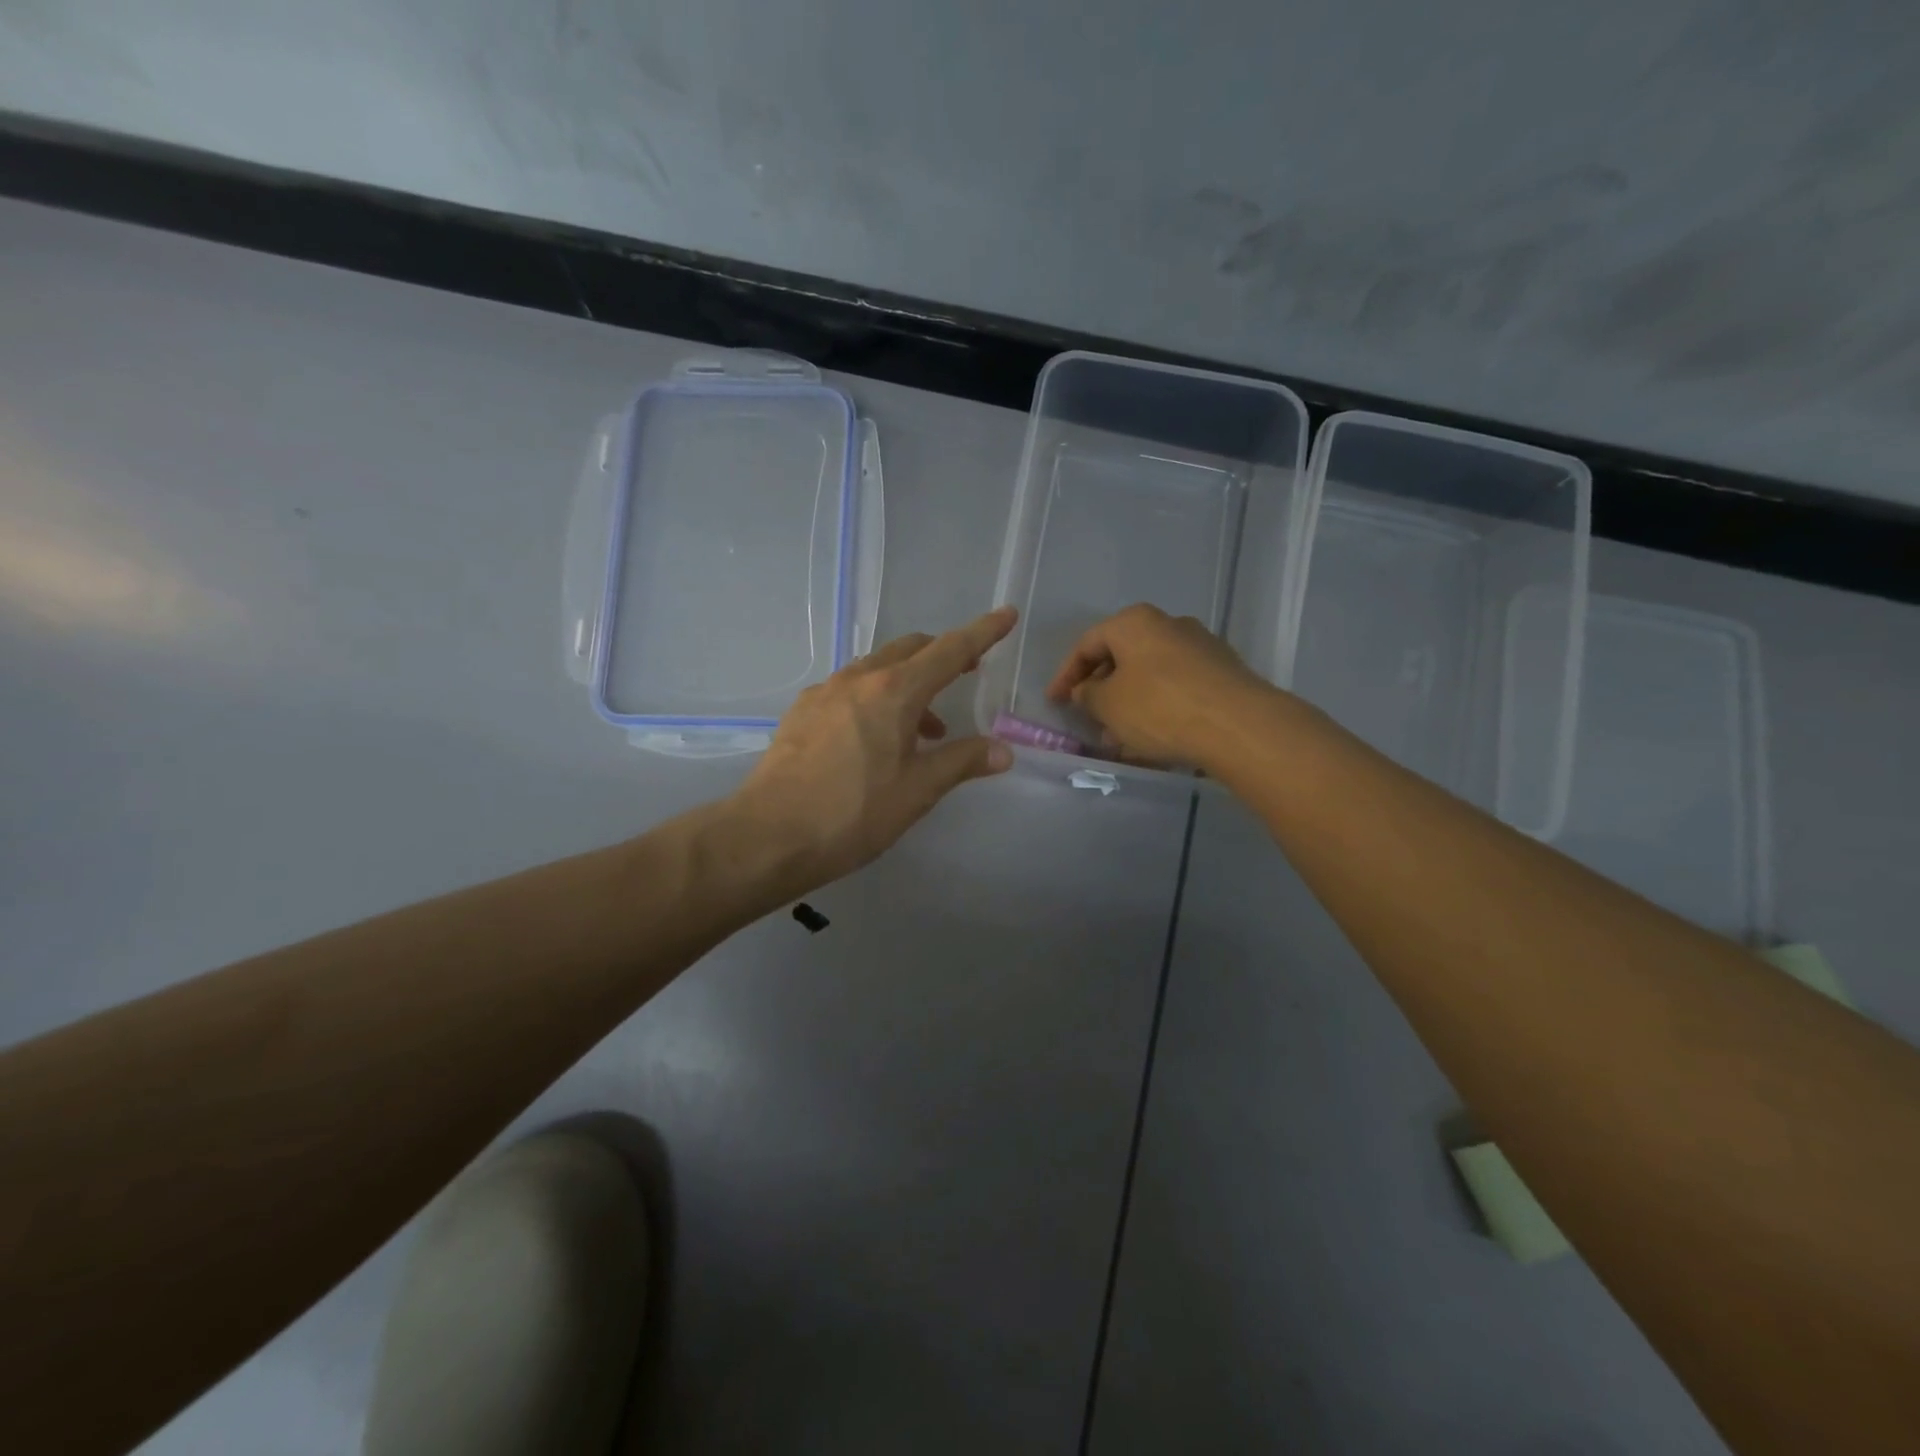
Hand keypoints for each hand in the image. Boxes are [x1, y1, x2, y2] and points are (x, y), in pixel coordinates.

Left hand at [729, 607, 1018, 898]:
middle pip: (910, 649)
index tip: (1005, 614)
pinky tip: (874, 738)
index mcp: (894, 691)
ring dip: (908, 683)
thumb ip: (962, 762)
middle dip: (942, 655)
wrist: (769, 836)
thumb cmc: (854, 813)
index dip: (983, 633)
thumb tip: (1003, 751)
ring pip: (877, 669)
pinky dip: (875, 698)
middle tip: (965, 675)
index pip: (950, 651)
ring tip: (925, 728)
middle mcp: (858, 679)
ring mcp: (824, 692)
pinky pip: (849, 689)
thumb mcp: (918, 790)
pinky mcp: (801, 711)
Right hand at [1045, 603, 1273, 768]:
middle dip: (1101, 690)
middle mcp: (1169, 624)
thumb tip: (1086, 690)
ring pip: (1150, 675)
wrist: (1237, 725)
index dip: (1065, 675)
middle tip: (1088, 718)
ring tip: (1119, 737)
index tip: (1055, 702)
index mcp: (1134, 622)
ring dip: (1129, 703)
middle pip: (1122, 656)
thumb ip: (1087, 695)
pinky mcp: (1222, 673)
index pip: (1087, 644)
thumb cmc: (1158, 707)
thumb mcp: (1107, 705)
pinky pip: (1176, 688)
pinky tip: (1152, 738)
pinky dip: (1157, 708)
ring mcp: (1200, 647)